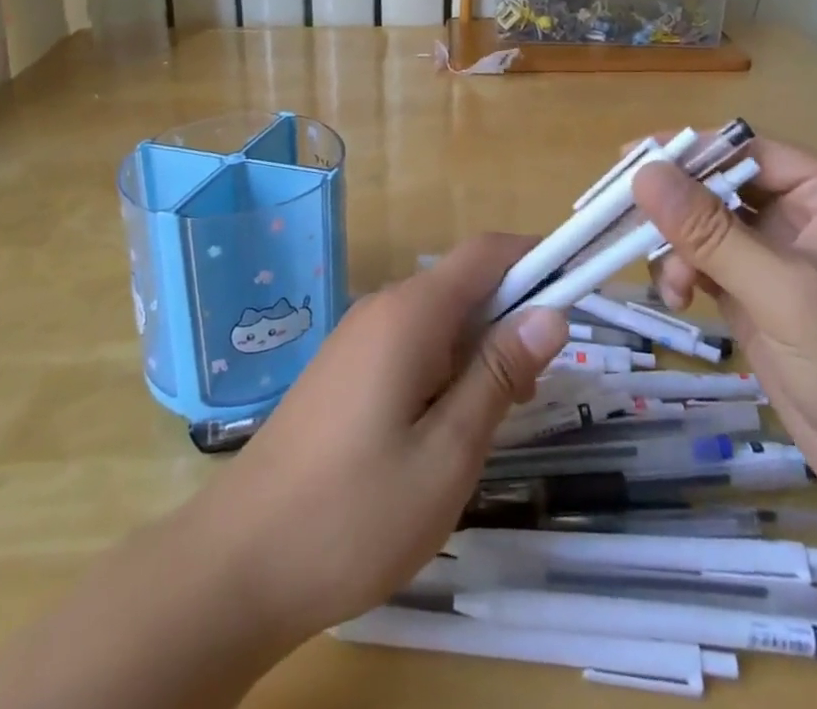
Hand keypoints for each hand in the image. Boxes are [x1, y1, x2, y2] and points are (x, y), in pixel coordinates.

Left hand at [192, 234, 567, 645]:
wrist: (237, 565)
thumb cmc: (353, 514)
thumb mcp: (447, 453)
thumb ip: (499, 375)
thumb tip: (552, 312)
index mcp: (410, 313)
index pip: (487, 252)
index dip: (537, 257)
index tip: (580, 290)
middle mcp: (383, 308)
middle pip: (465, 284)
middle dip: (511, 319)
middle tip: (532, 394)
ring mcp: (357, 337)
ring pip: (440, 319)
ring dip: (479, 351)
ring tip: (487, 424)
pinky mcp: (344, 368)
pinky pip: (412, 344)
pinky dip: (445, 368)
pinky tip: (441, 430)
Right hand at [634, 139, 816, 544]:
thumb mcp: (785, 293)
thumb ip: (711, 232)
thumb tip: (643, 172)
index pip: (745, 151)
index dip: (686, 152)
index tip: (627, 161)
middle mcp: (808, 216)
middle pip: (721, 186)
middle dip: (676, 205)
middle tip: (620, 218)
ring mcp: (785, 260)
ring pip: (710, 227)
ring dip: (679, 246)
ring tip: (667, 282)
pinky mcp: (767, 299)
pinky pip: (712, 265)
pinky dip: (686, 273)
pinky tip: (676, 296)